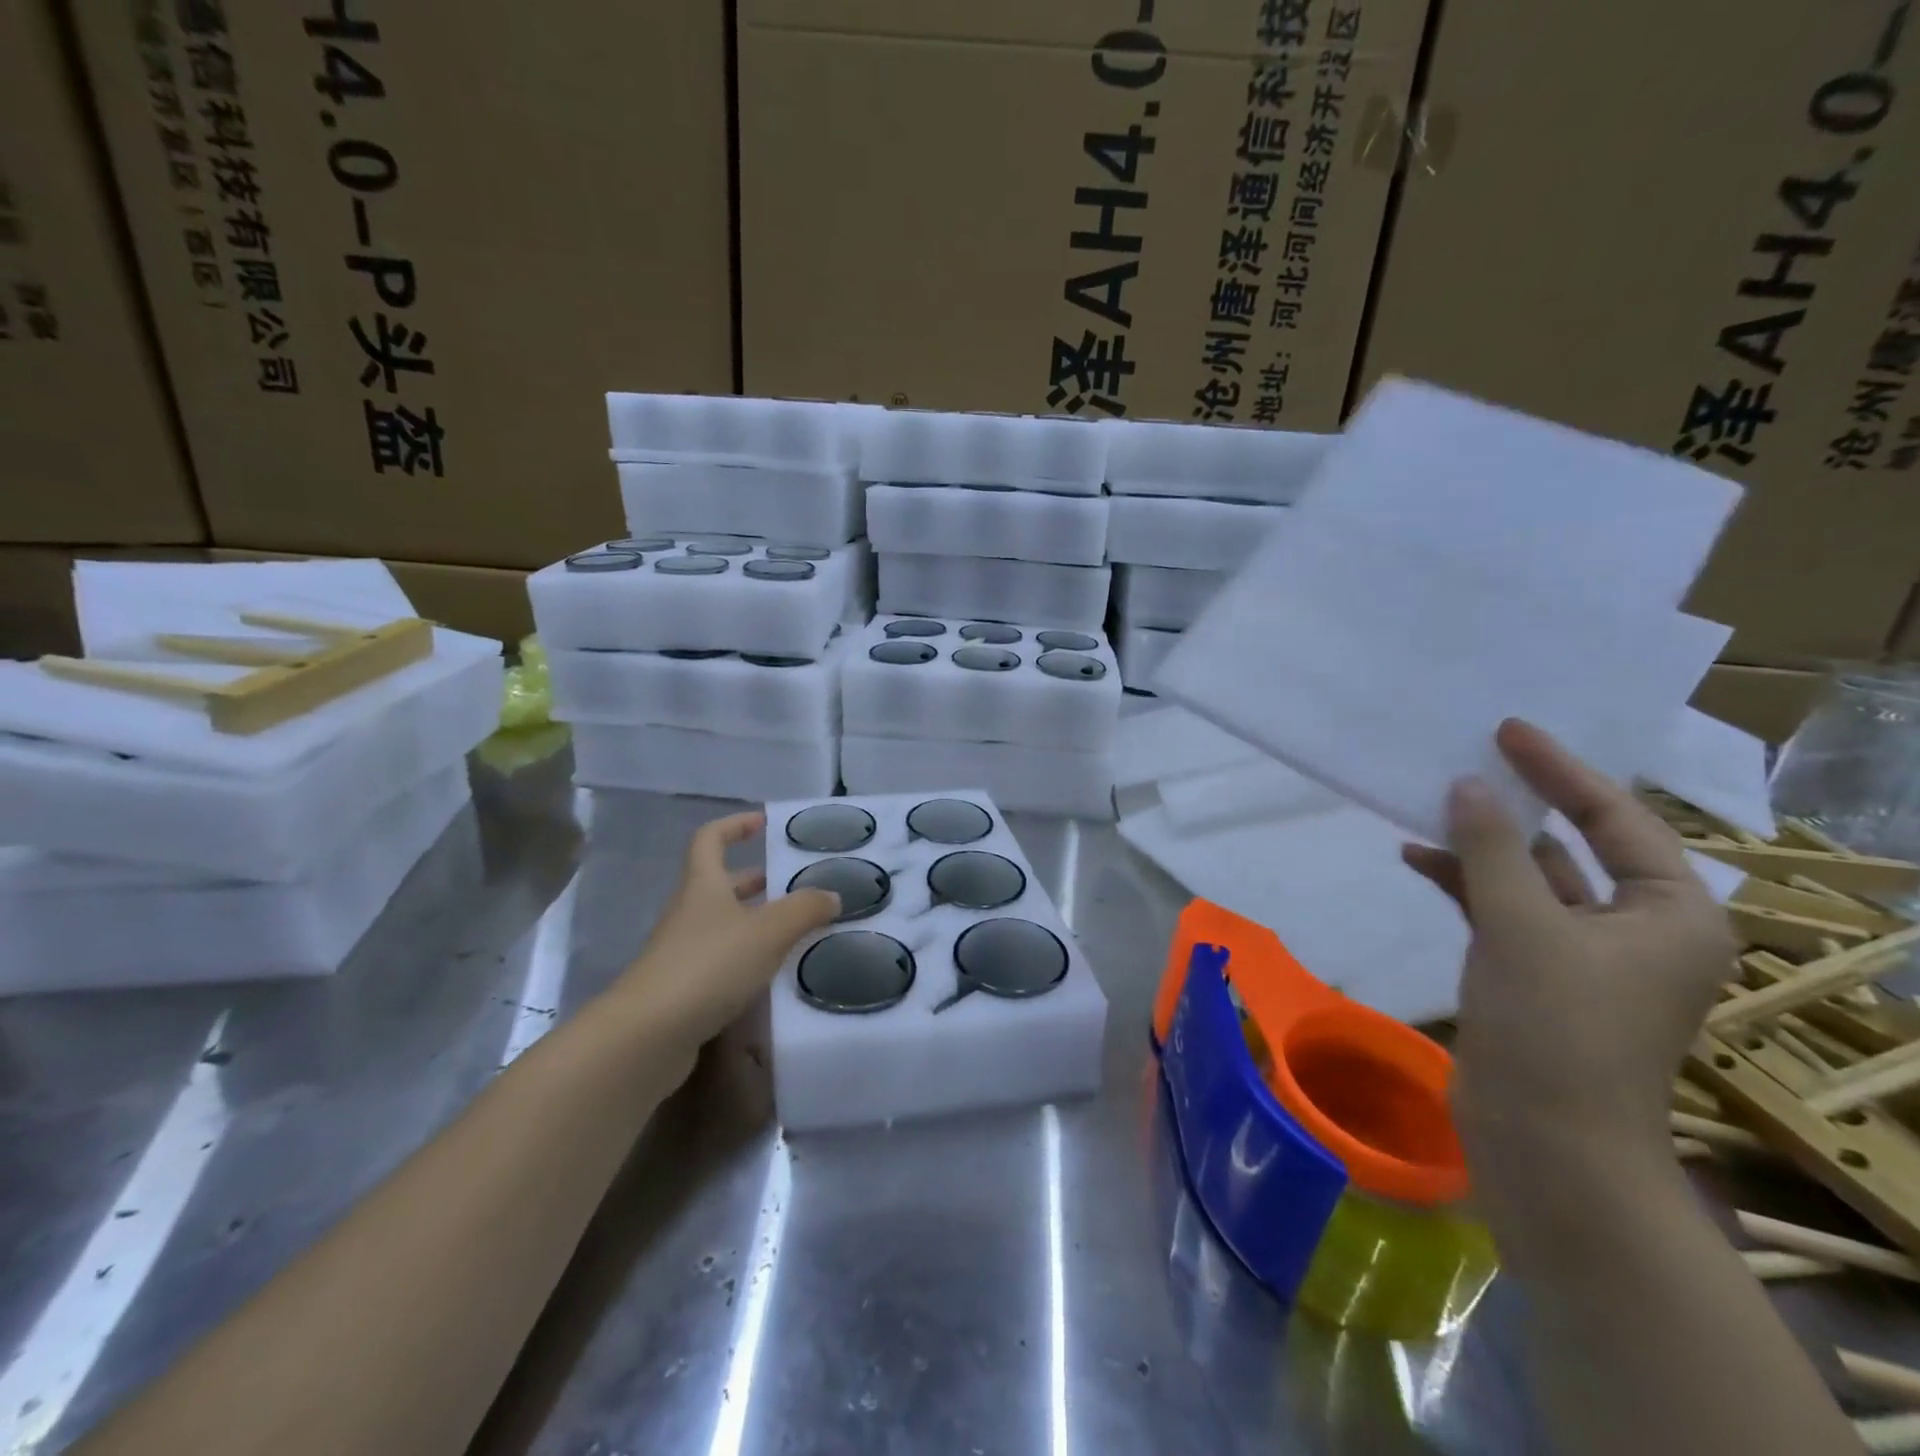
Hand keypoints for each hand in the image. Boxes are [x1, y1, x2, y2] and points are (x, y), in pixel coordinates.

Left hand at [613, 811, 840, 1048]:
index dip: (735, 825)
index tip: (763, 824)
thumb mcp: (768, 932)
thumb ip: (804, 910)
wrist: (646, 1036)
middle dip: (755, 880)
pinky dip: (747, 959)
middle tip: (793, 884)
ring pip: (723, 925)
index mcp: (704, 885)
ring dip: (755, 922)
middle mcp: (689, 913)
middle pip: (720, 884)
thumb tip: (832, 895)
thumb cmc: (708, 966)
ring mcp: (682, 952)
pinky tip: (773, 975)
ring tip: (795, 930)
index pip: (711, 839)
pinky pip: (721, 961)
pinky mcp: (682, 990)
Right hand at [1403, 721, 1735, 1220]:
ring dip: (1482, 843)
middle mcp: (1635, 925)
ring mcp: (1581, 950)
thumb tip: (1468, 786)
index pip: (1615, 818)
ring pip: (1530, 874)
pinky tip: (1417, 858)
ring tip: (1431, 803)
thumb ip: (1493, 849)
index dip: (1560, 770)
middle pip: (1576, 843)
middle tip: (1473, 755)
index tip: (1509, 730)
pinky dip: (1464, 882)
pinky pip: (1501, 907)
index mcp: (1670, 912)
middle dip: (1520, 803)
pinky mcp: (1535, 970)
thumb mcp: (1522, 927)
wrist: (1545, 1142)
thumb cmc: (1555, 1028)